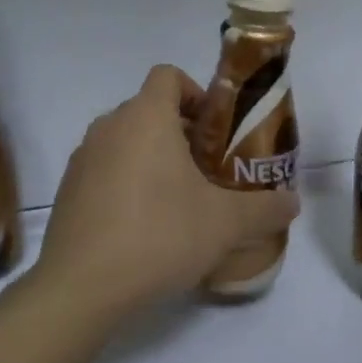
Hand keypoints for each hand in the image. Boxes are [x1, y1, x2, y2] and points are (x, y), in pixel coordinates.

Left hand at [36, 64, 299, 314]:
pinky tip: (143, 226)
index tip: (216, 129)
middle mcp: (109, 127)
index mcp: (146, 117)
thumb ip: (264, 208)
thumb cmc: (159, 235)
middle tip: (208, 170)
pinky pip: (104, 169)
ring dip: (152, 157)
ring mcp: (82, 158)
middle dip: (181, 132)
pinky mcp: (68, 190)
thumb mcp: (224, 224)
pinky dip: (125, 182)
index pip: (168, 75)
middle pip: (148, 109)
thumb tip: (293, 203)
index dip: (196, 93)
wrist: (82, 287)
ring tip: (178, 200)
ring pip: (125, 140)